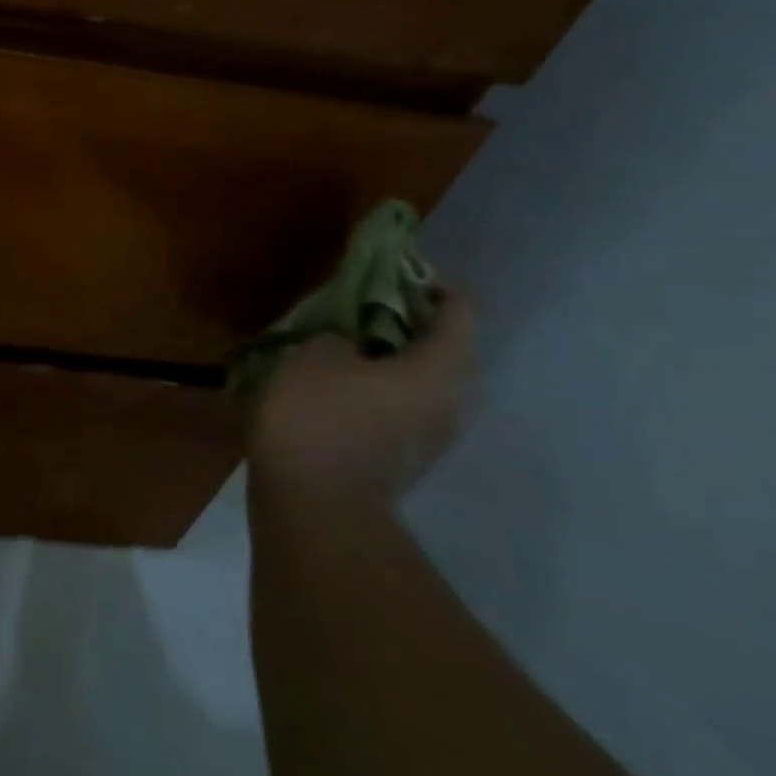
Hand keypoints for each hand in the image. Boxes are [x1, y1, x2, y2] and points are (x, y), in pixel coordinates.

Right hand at [248, 291, 477, 507]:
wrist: (314, 503)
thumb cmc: (317, 417)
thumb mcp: (314, 354)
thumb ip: (340, 335)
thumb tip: (350, 342)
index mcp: (441, 367)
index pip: (461, 309)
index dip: (431, 283)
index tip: (394, 271)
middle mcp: (453, 400)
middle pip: (447, 347)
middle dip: (410, 323)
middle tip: (365, 309)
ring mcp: (432, 435)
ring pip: (424, 380)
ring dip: (394, 359)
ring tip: (348, 347)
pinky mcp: (406, 458)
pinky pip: (403, 407)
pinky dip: (380, 389)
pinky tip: (339, 387)